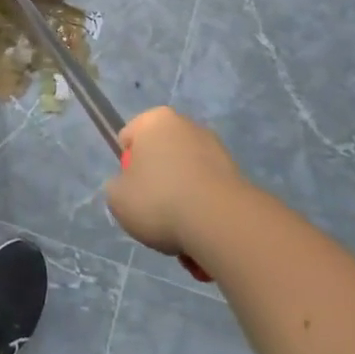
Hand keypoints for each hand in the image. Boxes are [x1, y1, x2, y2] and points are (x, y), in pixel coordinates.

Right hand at [109, 107, 246, 258]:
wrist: (220, 222)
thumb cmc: (159, 199)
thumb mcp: (116, 198)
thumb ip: (118, 187)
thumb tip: (133, 189)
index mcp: (155, 120)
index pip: (129, 137)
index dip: (126, 166)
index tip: (131, 189)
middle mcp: (188, 126)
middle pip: (161, 155)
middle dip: (157, 181)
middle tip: (153, 211)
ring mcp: (216, 149)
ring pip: (186, 176)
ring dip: (181, 199)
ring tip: (179, 231)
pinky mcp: (237, 175)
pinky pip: (208, 193)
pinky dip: (203, 210)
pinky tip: (200, 233)